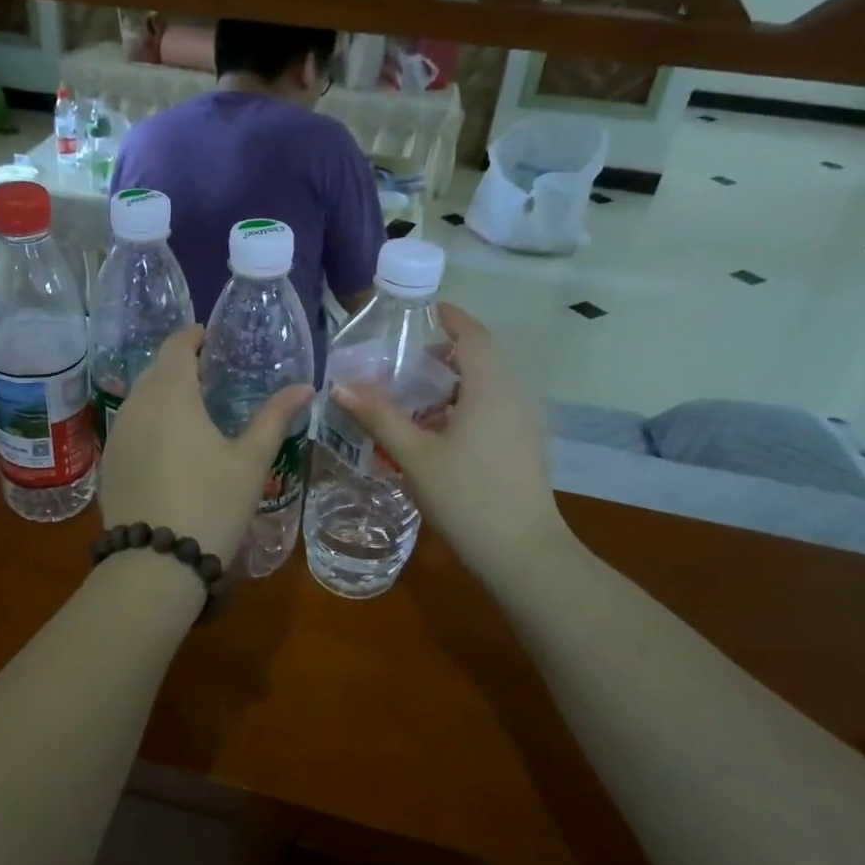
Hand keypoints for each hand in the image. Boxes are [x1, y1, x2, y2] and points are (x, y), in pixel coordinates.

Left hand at [99, 325, 314, 563]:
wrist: (156, 562)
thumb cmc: (212, 502)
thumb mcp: (251, 460)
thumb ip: (275, 418)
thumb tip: (305, 387)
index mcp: (171, 394)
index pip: (175, 346)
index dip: (192, 337)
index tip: (210, 338)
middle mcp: (137, 406)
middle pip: (155, 370)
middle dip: (179, 365)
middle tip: (208, 375)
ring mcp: (117, 436)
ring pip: (139, 399)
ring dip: (162, 394)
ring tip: (191, 409)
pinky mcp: (108, 464)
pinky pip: (129, 428)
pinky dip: (148, 423)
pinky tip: (167, 446)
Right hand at [331, 304, 569, 588]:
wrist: (523, 554)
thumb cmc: (468, 497)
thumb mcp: (415, 455)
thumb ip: (379, 416)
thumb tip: (340, 385)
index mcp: (490, 388)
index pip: (473, 335)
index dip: (451, 318)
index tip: (423, 311)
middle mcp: (513, 397)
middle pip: (480, 359)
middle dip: (443, 354)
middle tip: (403, 364)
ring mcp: (523, 424)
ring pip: (486, 387)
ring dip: (452, 384)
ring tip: (412, 401)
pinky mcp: (523, 448)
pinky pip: (492, 410)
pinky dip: (463, 407)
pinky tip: (436, 434)